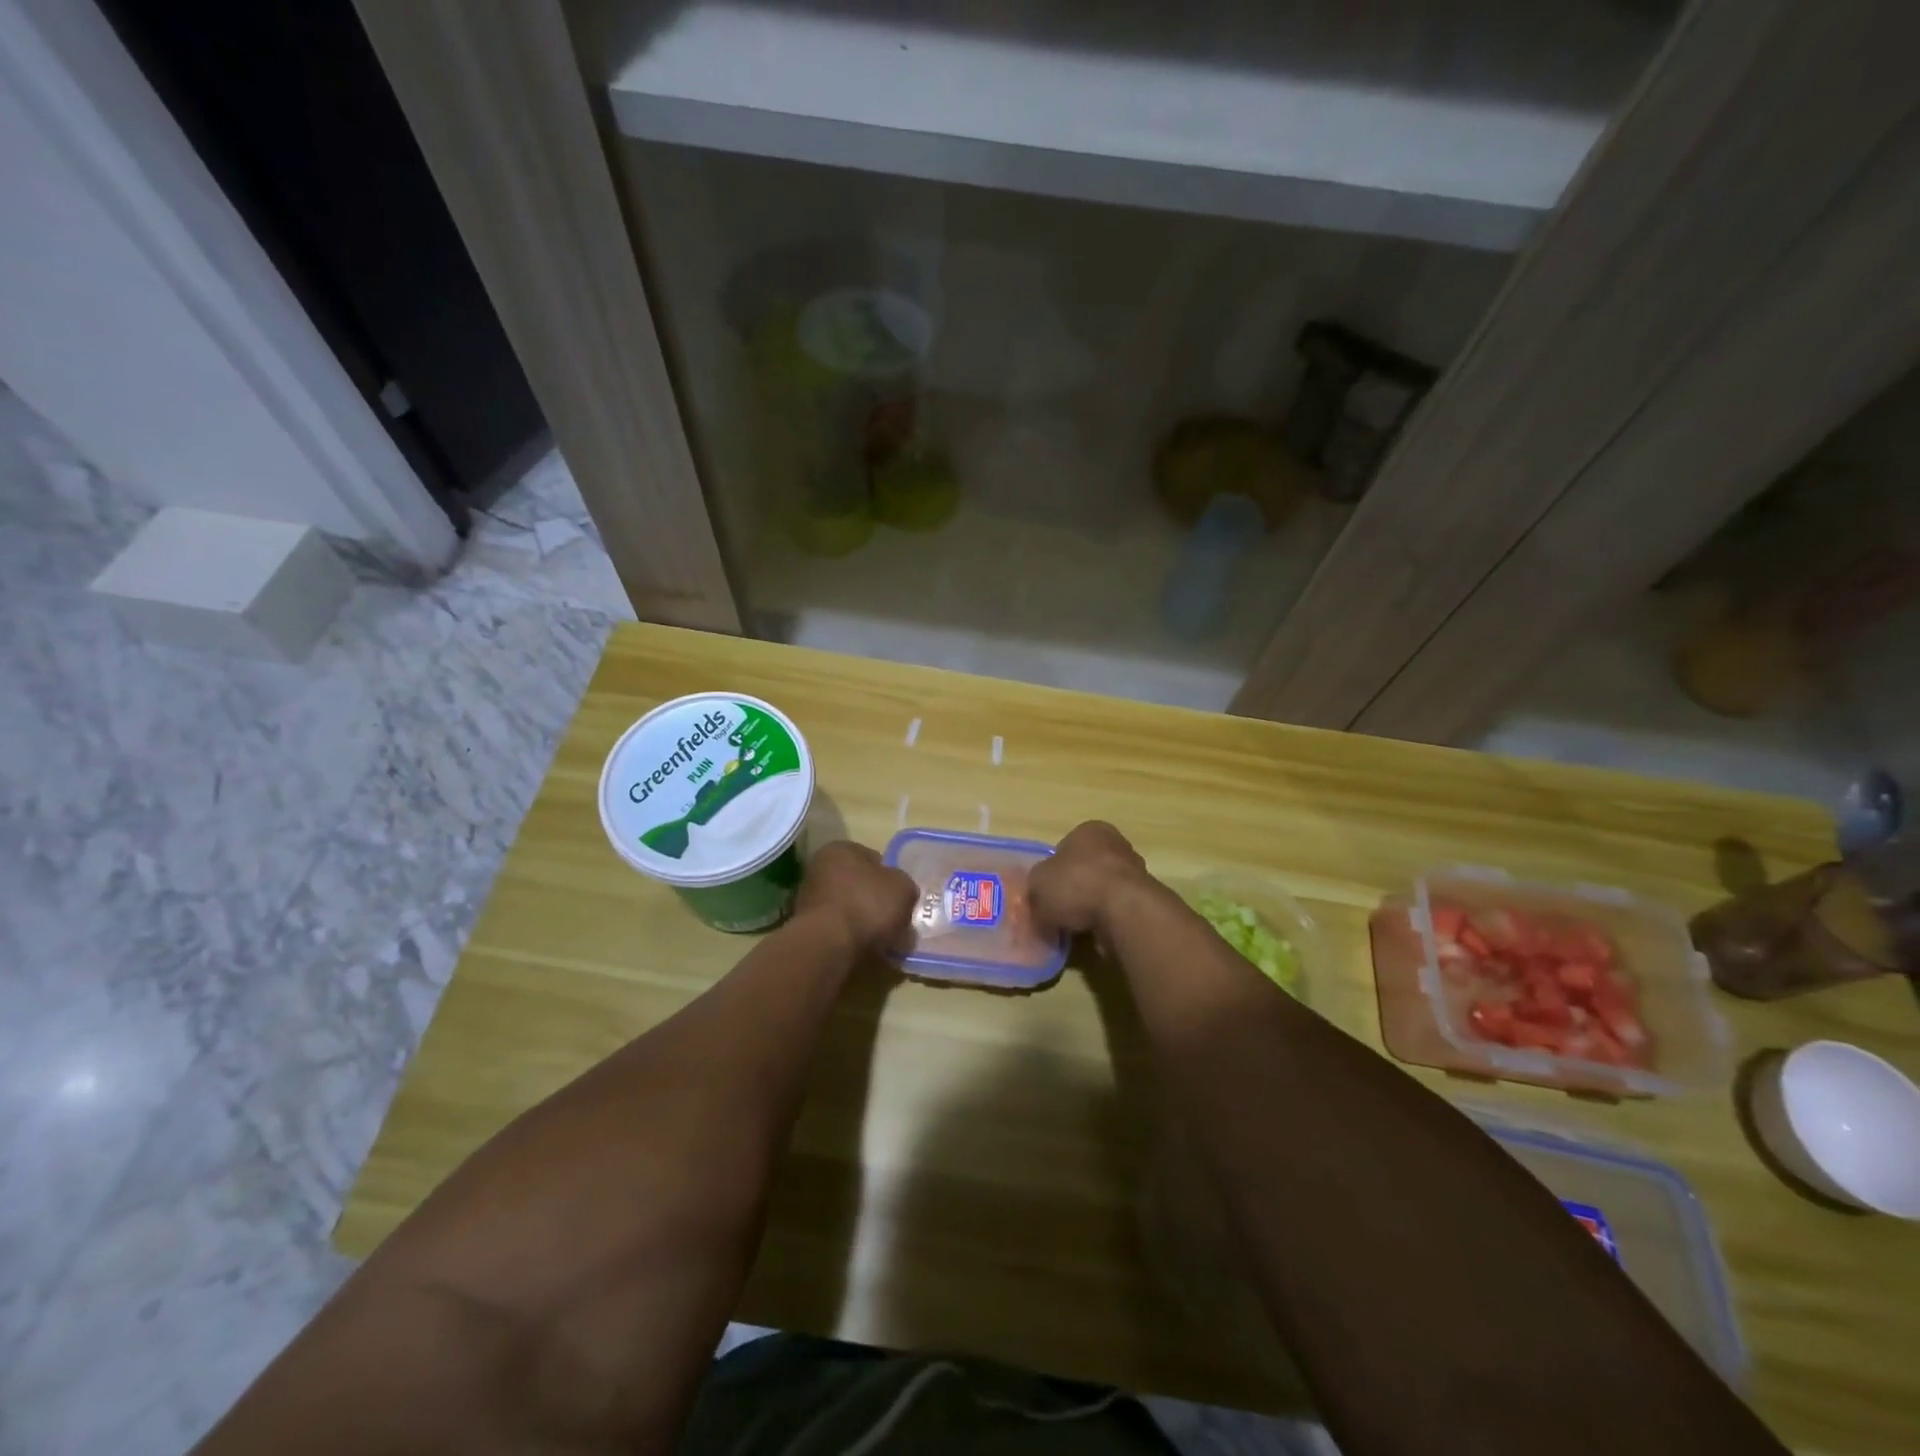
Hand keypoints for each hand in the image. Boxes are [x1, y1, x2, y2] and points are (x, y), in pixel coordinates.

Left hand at [793, 840, 917, 957]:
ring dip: (864, 920)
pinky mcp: (807, 928)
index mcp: (841, 849)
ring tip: (883, 938)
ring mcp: (810, 898)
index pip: (873, 858)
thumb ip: (904, 886)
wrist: (829, 945)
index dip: (891, 877)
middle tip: (895, 918)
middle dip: (876, 900)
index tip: (901, 896)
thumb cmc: (867, 904)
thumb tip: (901, 894)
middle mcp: (820, 868)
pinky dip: (851, 936)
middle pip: (859, 884)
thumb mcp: (903, 888)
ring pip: (849, 907)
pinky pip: (838, 928)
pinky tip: (866, 948)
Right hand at [1028, 820, 1158, 939]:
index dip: (1052, 871)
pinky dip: (1106, 920)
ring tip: (1075, 926)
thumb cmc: (1077, 884)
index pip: (1064, 847)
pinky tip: (1095, 933)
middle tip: (1059, 910)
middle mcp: (1115, 844)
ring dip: (1091, 906)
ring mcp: (1134, 872)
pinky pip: (1117, 909)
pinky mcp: (1145, 899)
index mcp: (1089, 830)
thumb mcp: (1037, 884)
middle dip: (1073, 888)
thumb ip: (1035, 889)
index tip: (1046, 892)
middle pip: (1086, 868)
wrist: (1125, 911)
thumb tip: (1039, 902)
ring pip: (1102, 889)